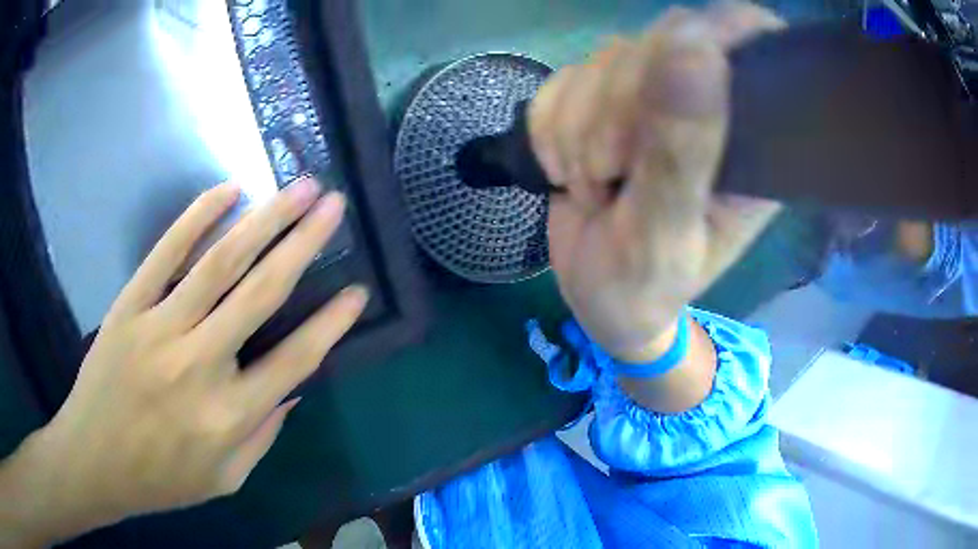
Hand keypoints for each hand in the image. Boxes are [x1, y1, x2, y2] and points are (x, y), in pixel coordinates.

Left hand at [19, 178, 366, 540]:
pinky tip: (227, 191)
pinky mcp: (129, 307)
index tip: (359, 291)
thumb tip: (292, 387)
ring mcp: (159, 328)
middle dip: (304, 243)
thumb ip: (263, 434)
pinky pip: (165, 253)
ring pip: (219, 263)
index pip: (295, 360)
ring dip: (264, 219)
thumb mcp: (226, 479)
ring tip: (298, 187)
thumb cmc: (162, 478)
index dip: (332, 323)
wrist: (94, 460)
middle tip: (334, 205)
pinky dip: (196, 218)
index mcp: (229, 416)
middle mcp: (199, 365)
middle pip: (260, 293)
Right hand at [531, 4, 783, 361]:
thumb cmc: (645, 286)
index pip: (750, 41)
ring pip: (607, 58)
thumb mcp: (667, 234)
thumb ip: (682, 149)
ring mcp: (654, 97)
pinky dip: (550, 124)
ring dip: (578, 125)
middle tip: (608, 174)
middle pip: (661, 41)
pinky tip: (563, 169)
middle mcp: (709, 104)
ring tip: (590, 188)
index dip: (713, 37)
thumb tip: (694, 43)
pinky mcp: (606, 100)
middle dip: (616, 106)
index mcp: (750, 138)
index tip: (668, 87)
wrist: (598, 299)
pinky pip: (565, 77)